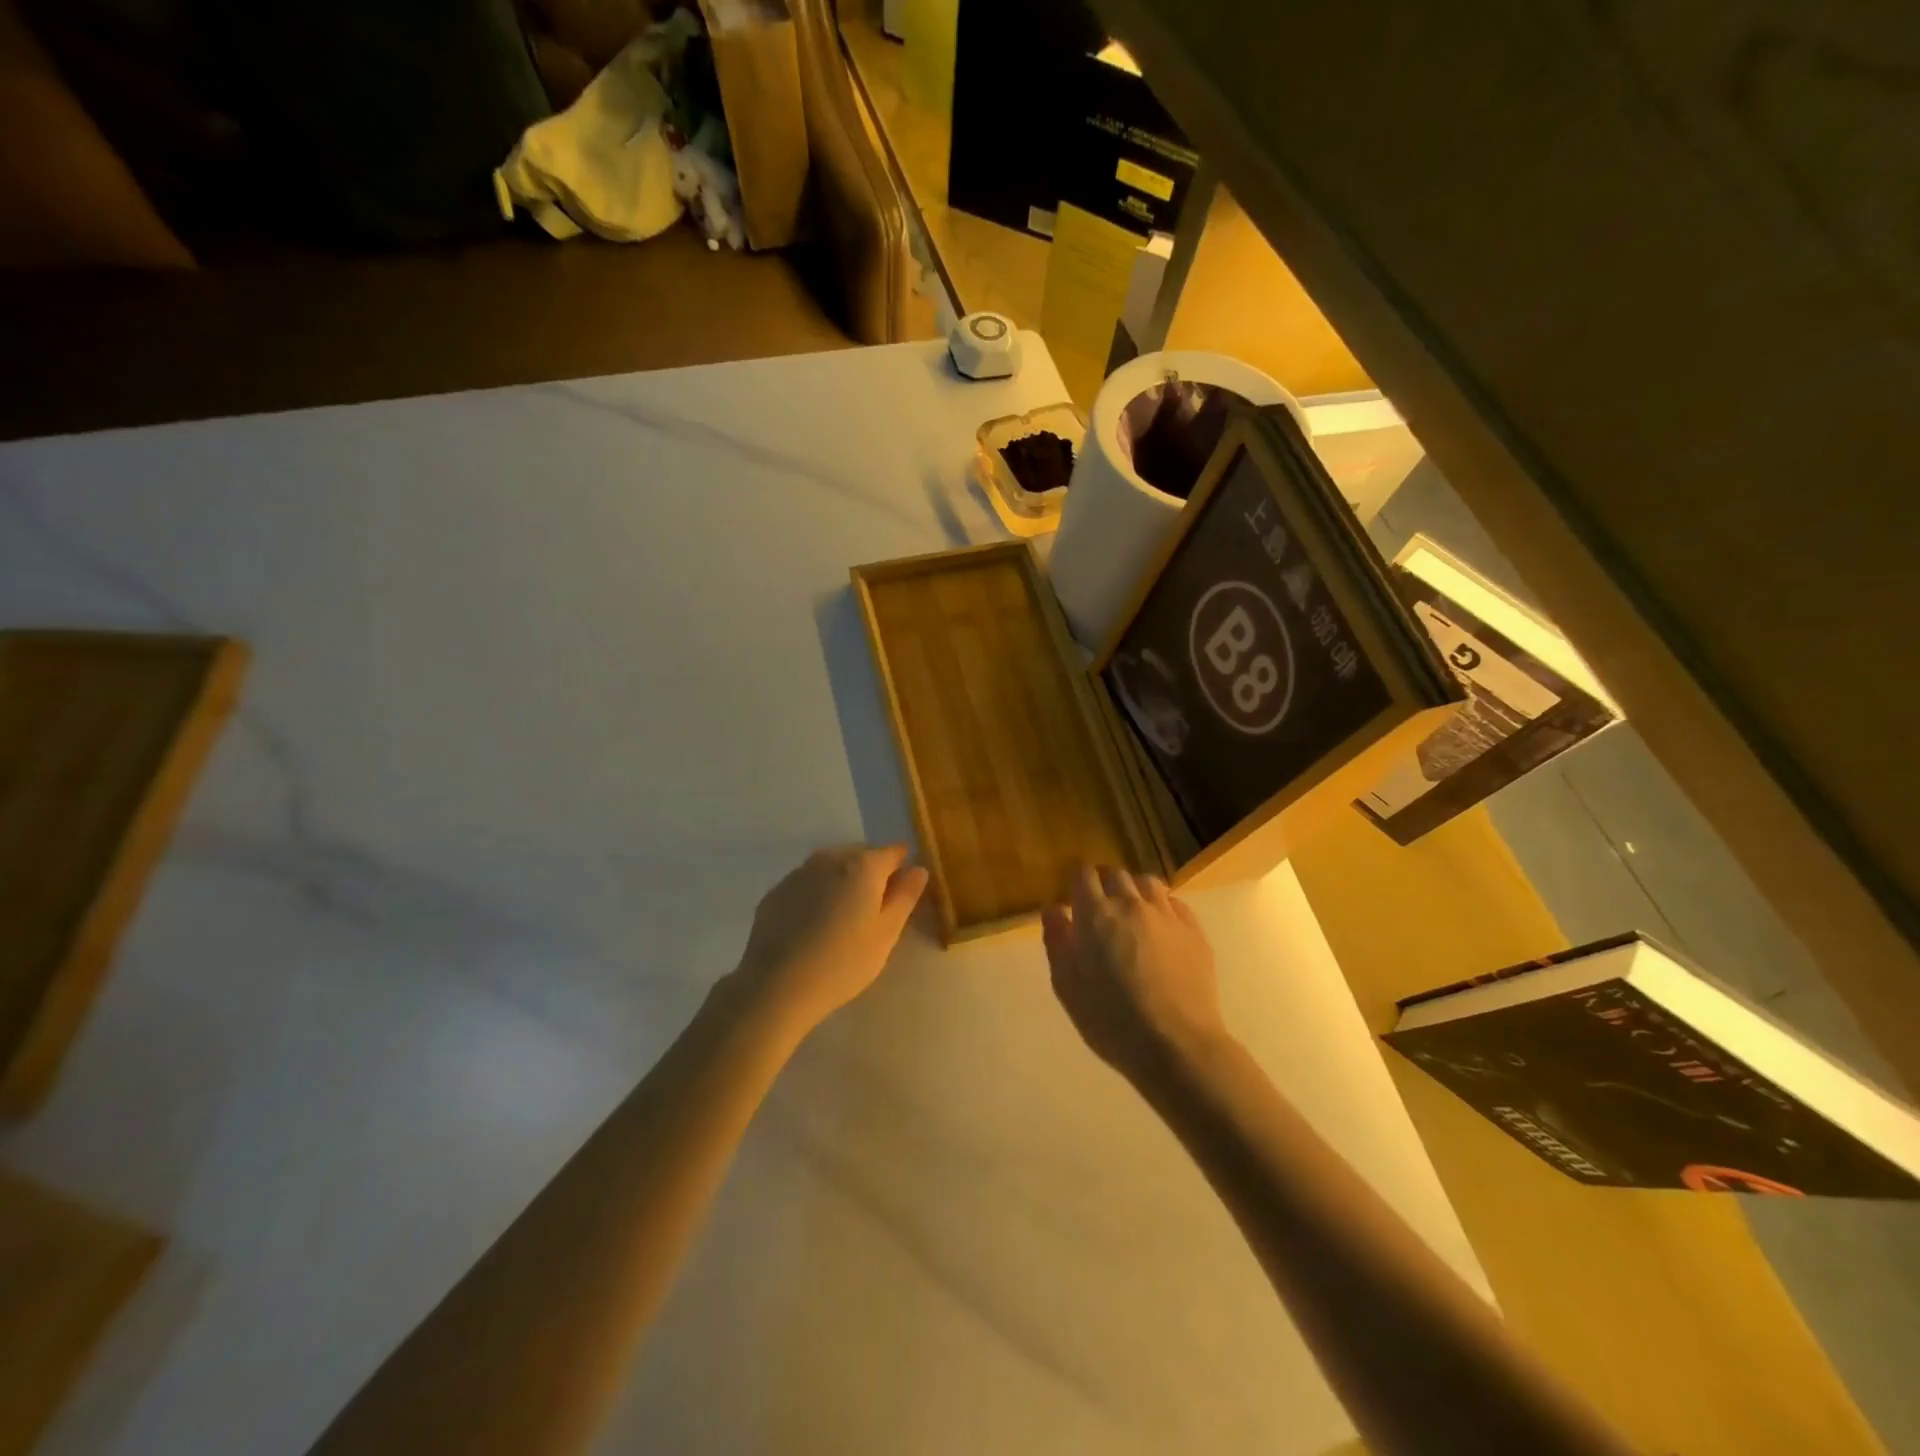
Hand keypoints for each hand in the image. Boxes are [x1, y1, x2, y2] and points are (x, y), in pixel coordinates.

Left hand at [732, 844, 928, 1032]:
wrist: (777, 986)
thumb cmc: (844, 961)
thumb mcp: (887, 933)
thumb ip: (905, 896)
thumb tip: (918, 869)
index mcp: (863, 865)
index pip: (893, 853)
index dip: (902, 869)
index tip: (902, 894)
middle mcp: (830, 858)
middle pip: (860, 856)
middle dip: (872, 875)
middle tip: (873, 912)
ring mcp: (799, 873)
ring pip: (831, 868)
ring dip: (842, 883)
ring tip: (843, 920)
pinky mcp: (776, 893)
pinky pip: (806, 884)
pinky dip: (816, 895)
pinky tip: (813, 926)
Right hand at [1042, 866, 1228, 1081]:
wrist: (1176, 1044)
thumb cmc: (1111, 1020)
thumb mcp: (1067, 986)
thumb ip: (1058, 940)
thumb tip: (1053, 909)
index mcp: (1096, 915)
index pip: (1083, 875)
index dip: (1077, 882)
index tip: (1074, 898)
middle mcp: (1131, 904)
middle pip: (1115, 874)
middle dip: (1104, 883)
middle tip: (1100, 908)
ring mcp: (1166, 915)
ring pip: (1147, 882)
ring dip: (1134, 890)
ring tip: (1131, 912)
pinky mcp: (1194, 931)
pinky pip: (1175, 903)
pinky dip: (1162, 906)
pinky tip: (1160, 928)